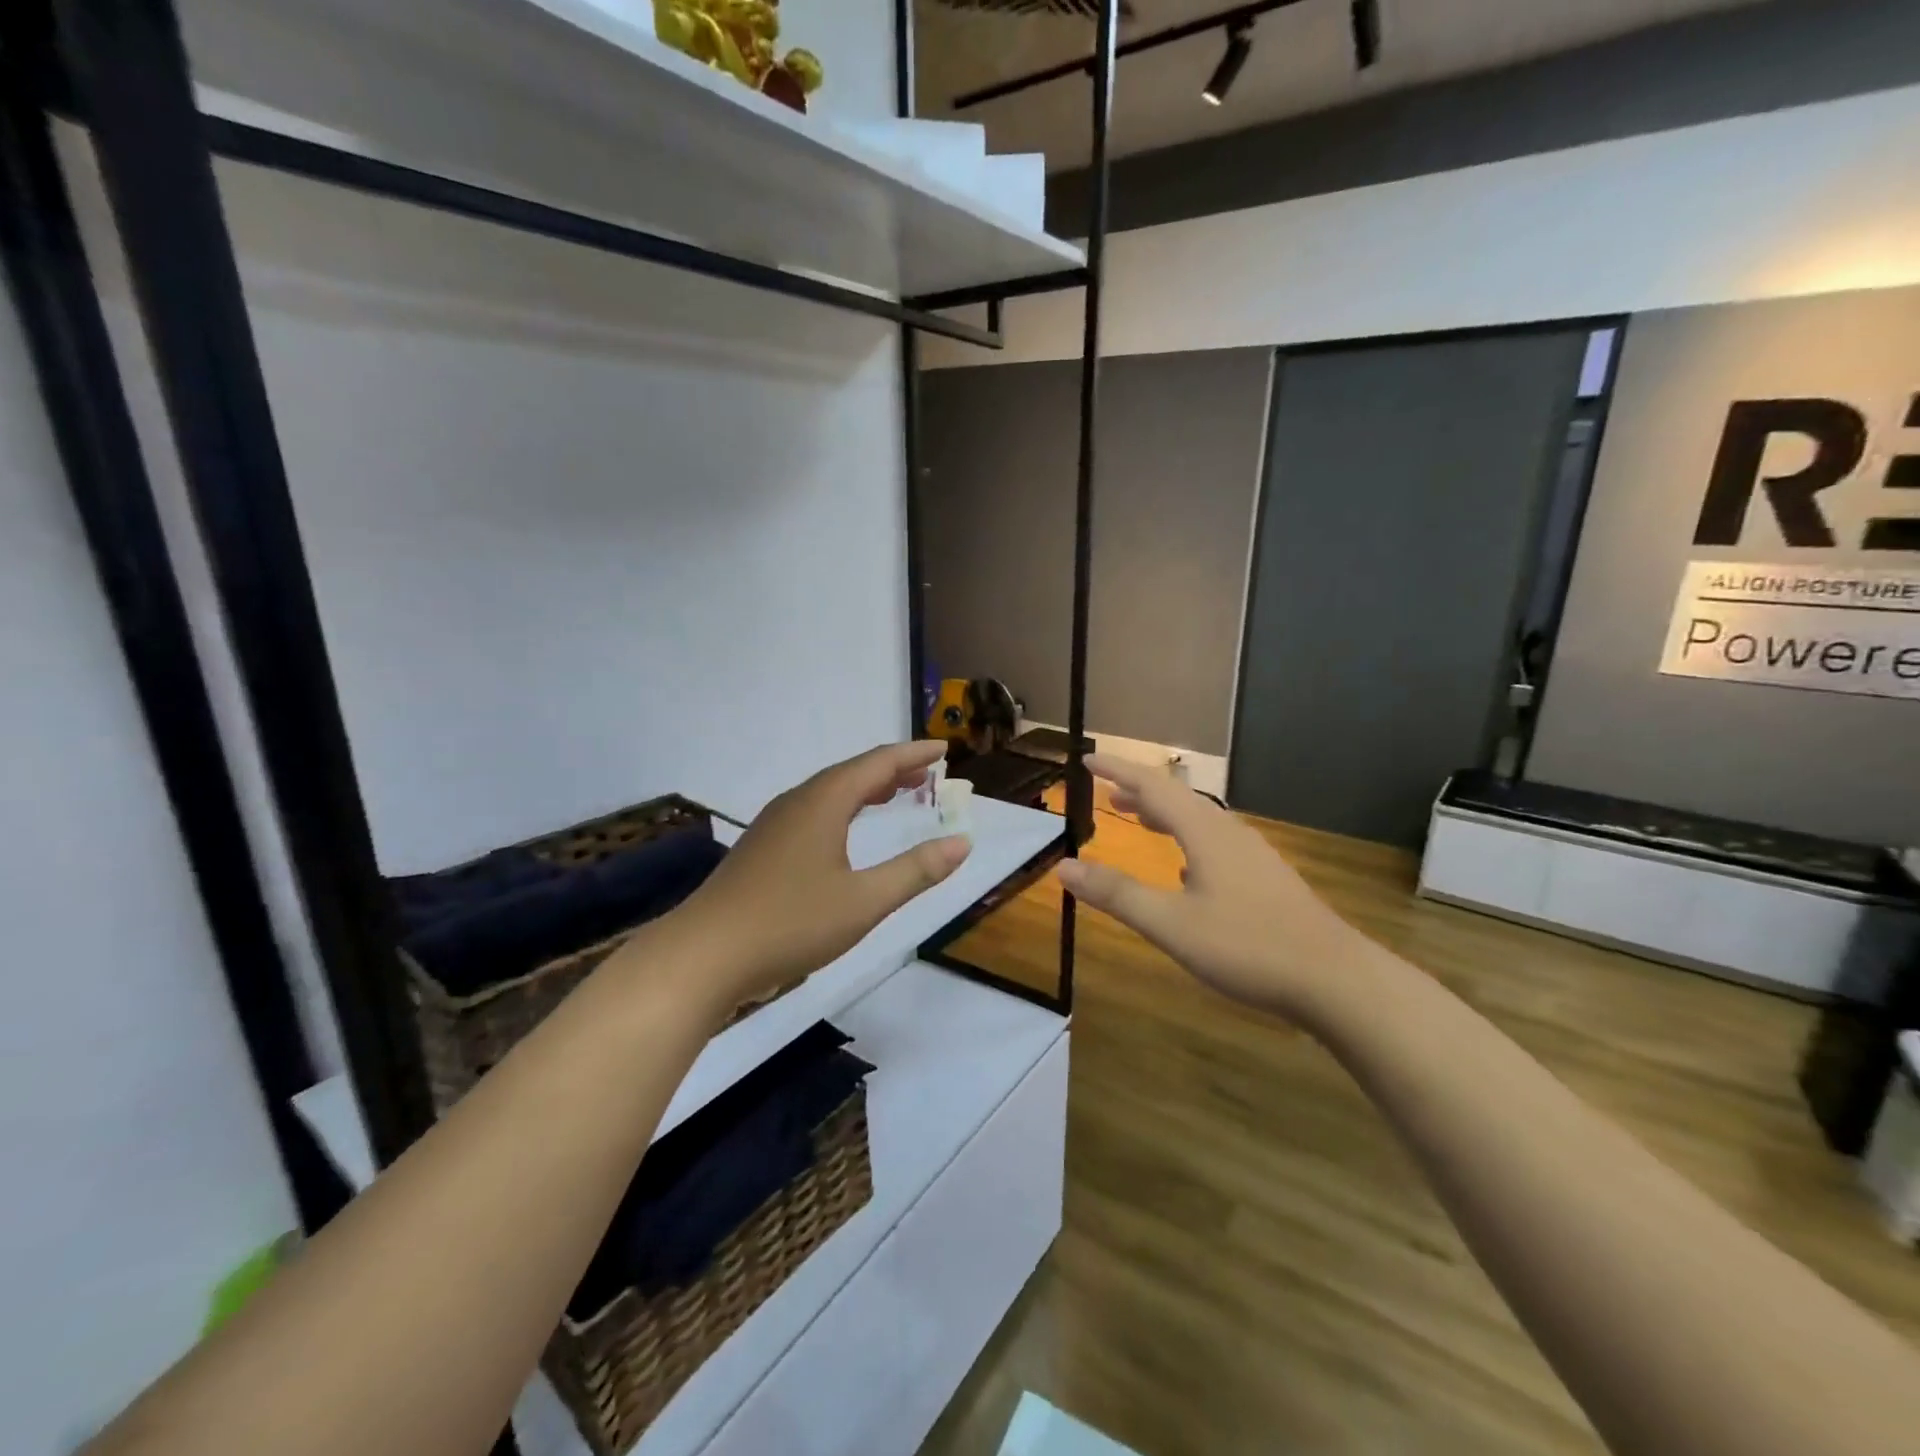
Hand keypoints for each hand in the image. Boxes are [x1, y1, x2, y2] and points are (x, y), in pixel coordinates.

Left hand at [669, 741, 970, 1013]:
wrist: (703, 956)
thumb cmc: (790, 924)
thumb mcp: (864, 901)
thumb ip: (916, 871)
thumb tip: (962, 842)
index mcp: (823, 803)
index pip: (877, 764)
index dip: (913, 755)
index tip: (943, 748)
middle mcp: (797, 802)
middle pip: (852, 773)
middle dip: (893, 770)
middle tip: (929, 774)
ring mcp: (774, 825)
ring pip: (829, 793)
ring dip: (867, 789)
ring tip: (897, 795)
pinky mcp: (762, 848)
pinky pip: (814, 812)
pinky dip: (844, 809)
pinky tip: (846, 833)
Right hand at [1055, 754, 1370, 1027]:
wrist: (1336, 978)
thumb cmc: (1248, 946)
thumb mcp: (1171, 923)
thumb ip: (1116, 894)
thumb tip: (1063, 866)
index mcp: (1204, 832)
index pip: (1152, 786)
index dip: (1118, 770)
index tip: (1087, 759)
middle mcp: (1228, 833)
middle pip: (1177, 799)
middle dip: (1138, 791)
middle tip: (1106, 791)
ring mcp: (1252, 855)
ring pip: (1198, 821)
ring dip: (1163, 815)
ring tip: (1137, 818)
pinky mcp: (1266, 879)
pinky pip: (1214, 843)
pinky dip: (1186, 840)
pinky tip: (1184, 868)